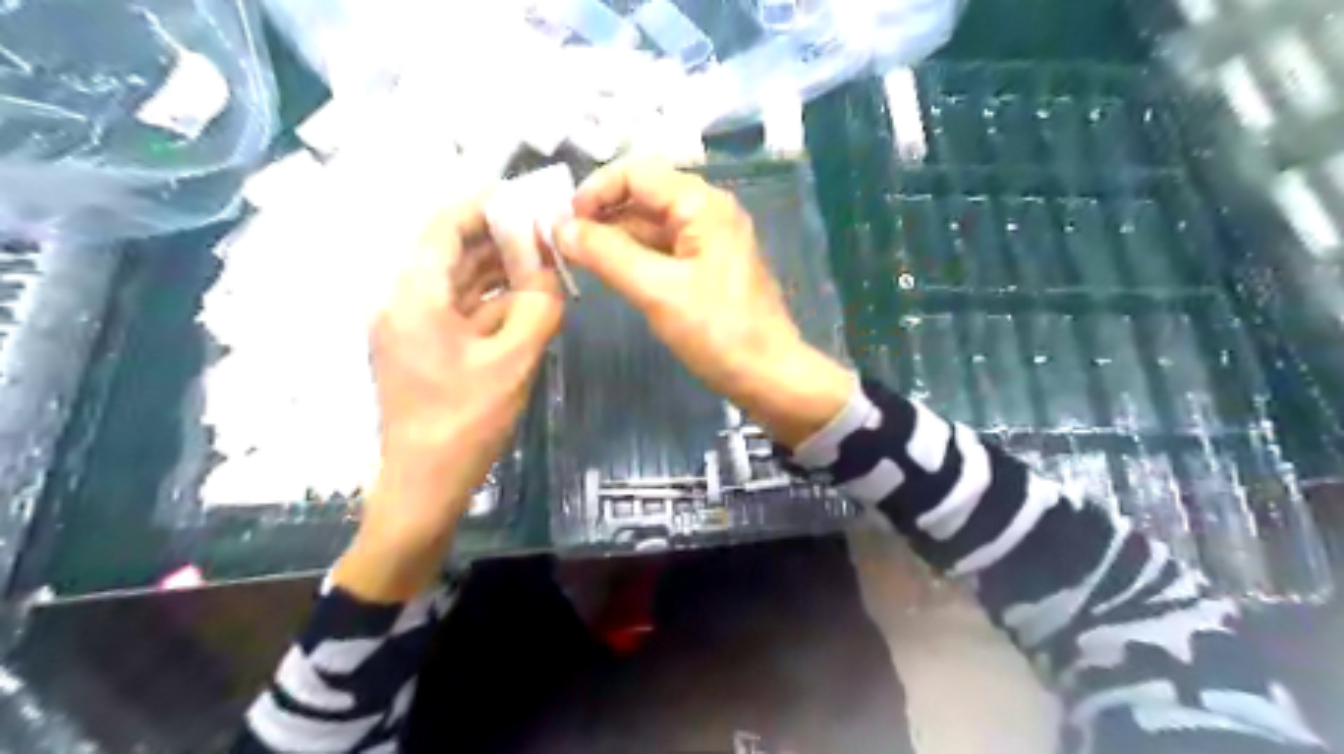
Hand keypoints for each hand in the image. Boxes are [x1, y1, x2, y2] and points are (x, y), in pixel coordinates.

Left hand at [343, 199, 564, 601]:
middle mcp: (402, 300)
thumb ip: (538, 307)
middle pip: (450, 251)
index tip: (526, 198)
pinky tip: (525, 299)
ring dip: (497, 270)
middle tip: (545, 231)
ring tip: (543, 260)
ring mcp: (410, 326)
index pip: (444, 226)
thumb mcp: (514, 361)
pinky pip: (458, 309)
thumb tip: (552, 271)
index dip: (484, 204)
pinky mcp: (421, 347)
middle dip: (498, 238)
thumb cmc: (465, 421)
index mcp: (414, 296)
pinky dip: (490, 300)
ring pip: (457, 281)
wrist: (424, 483)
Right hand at [554, 159, 848, 450]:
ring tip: (578, 261)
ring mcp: (708, 240)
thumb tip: (559, 227)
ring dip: (614, 237)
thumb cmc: (718, 331)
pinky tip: (611, 274)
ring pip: (650, 225)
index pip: (637, 172)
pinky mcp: (706, 267)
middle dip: (602, 215)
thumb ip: (606, 254)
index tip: (564, 223)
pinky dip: (634, 256)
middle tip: (563, 245)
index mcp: (702, 205)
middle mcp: (707, 212)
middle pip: (643, 196)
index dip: (596, 190)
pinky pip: (662, 249)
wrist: (768, 375)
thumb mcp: (657, 290)